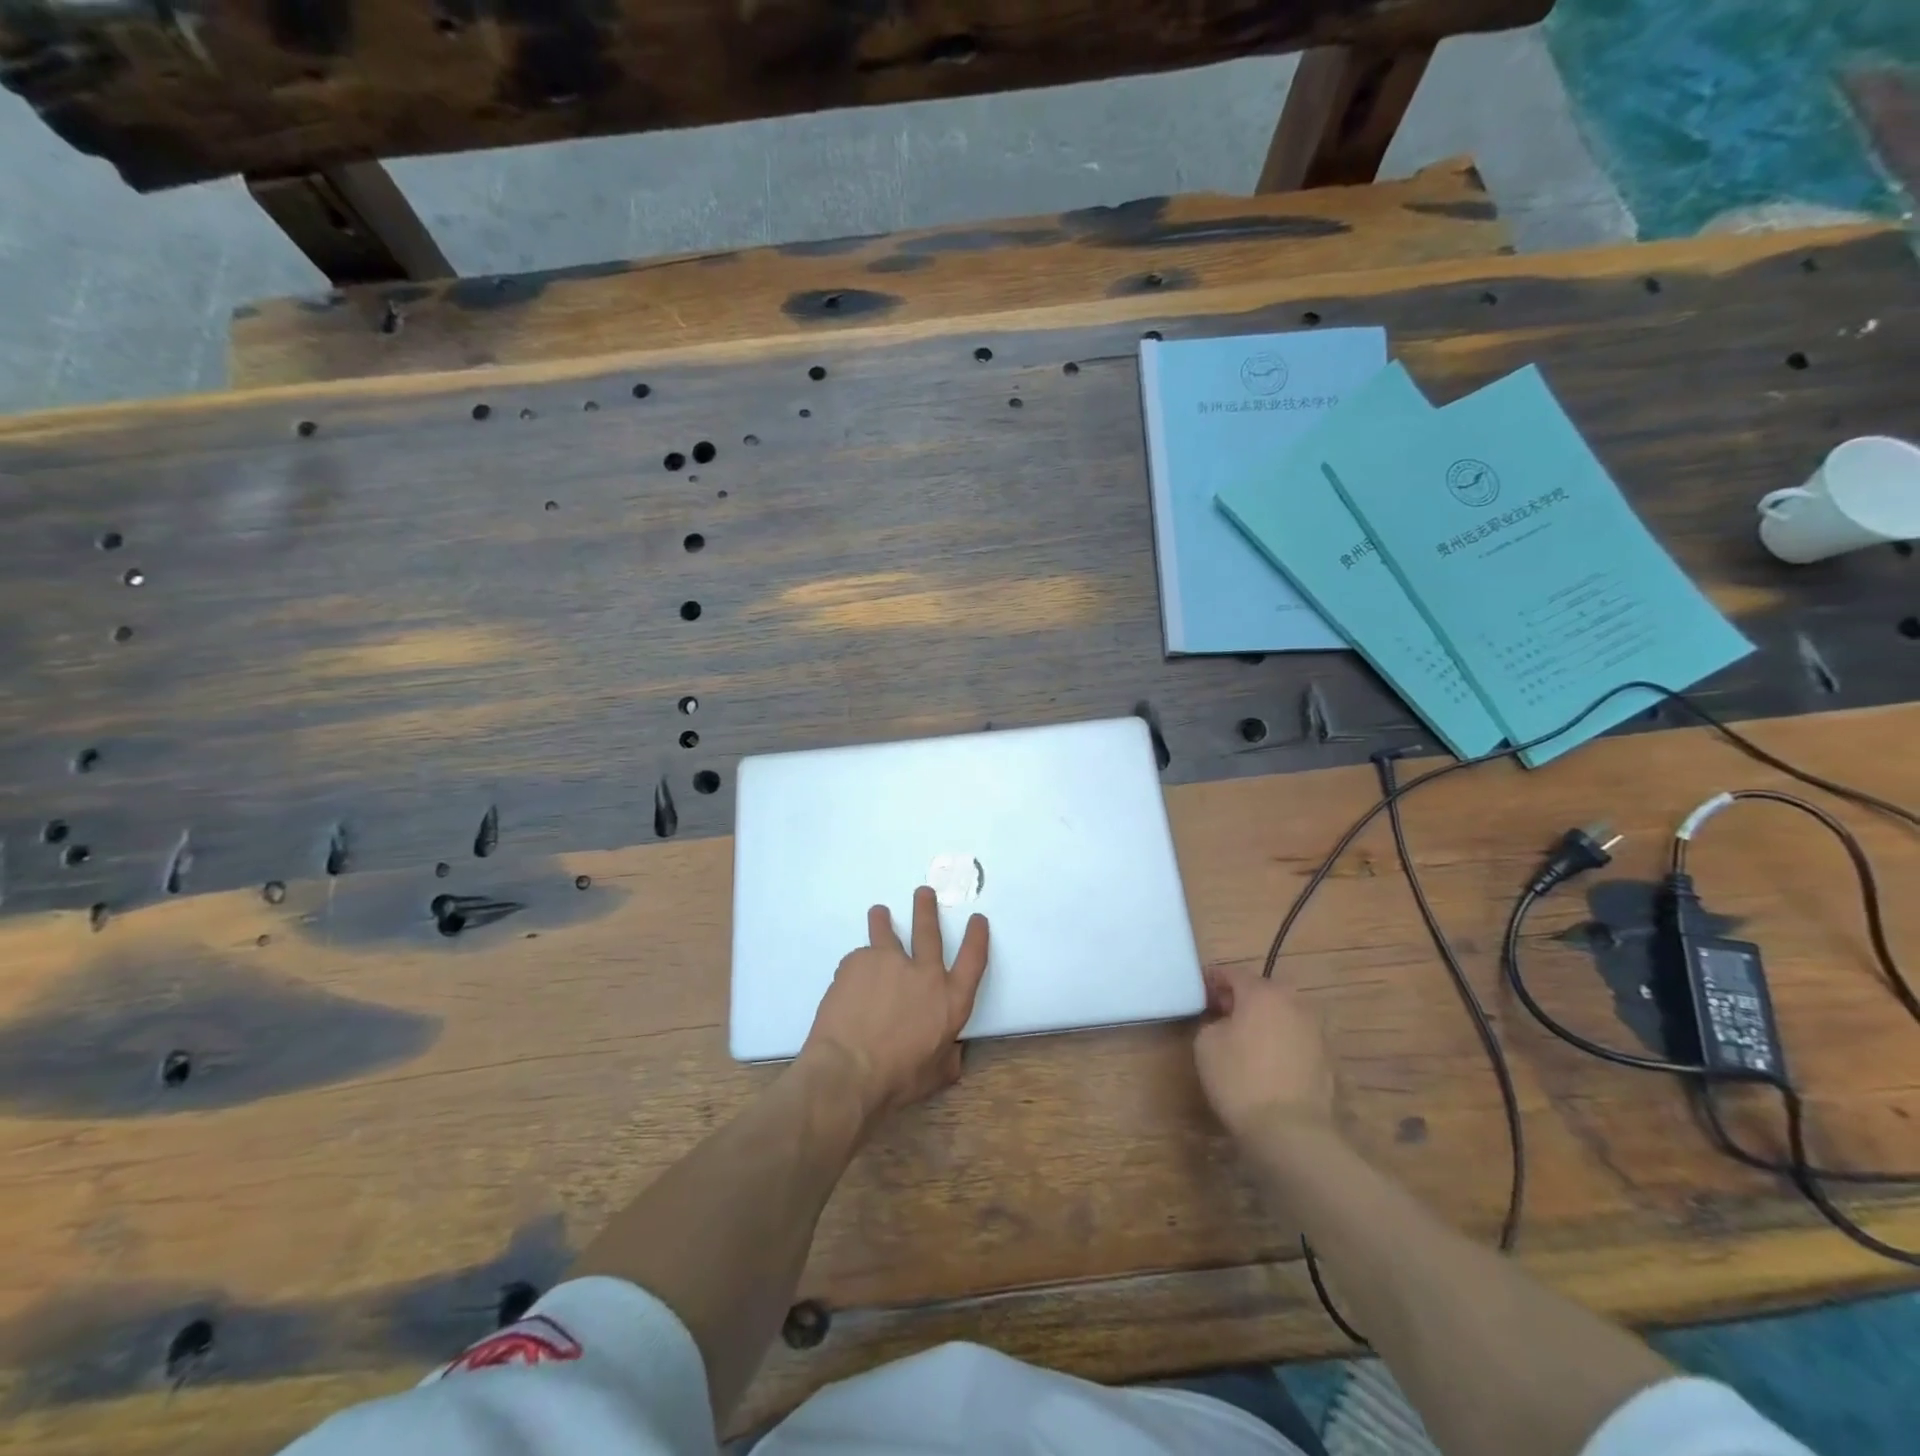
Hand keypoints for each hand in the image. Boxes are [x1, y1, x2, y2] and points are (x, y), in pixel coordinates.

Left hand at [800, 886, 989, 1120]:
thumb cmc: (897, 1079)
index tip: (977, 919)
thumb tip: (953, 1051)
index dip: (977, 937)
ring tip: (879, 912)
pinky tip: (848, 983)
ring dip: (883, 920)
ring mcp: (889, 962)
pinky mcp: (858, 961)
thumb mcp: (936, 1075)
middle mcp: (924, 973)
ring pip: (886, 931)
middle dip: (927, 909)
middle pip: (928, 931)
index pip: (973, 960)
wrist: (848, 1070)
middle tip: (924, 892)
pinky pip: (859, 959)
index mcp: (950, 1001)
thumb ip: (949, 1057)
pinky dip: (857, 967)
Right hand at [1194, 966, 1335, 1142]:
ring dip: (1263, 1019)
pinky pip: (1295, 1037)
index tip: (1199, 991)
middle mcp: (1294, 1003)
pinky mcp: (1327, 1058)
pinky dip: (1280, 1040)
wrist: (1291, 1132)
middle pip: (1261, 991)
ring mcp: (1316, 1030)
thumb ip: (1212, 1021)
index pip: (1233, 974)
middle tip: (1219, 1013)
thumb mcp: (1206, 1044)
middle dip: (1240, 998)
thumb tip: (1224, 1022)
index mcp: (1263, 992)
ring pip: (1282, 1013)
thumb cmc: (1240, 1079)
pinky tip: (1266, 1060)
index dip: (1212, 980)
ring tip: (1244, 1038)